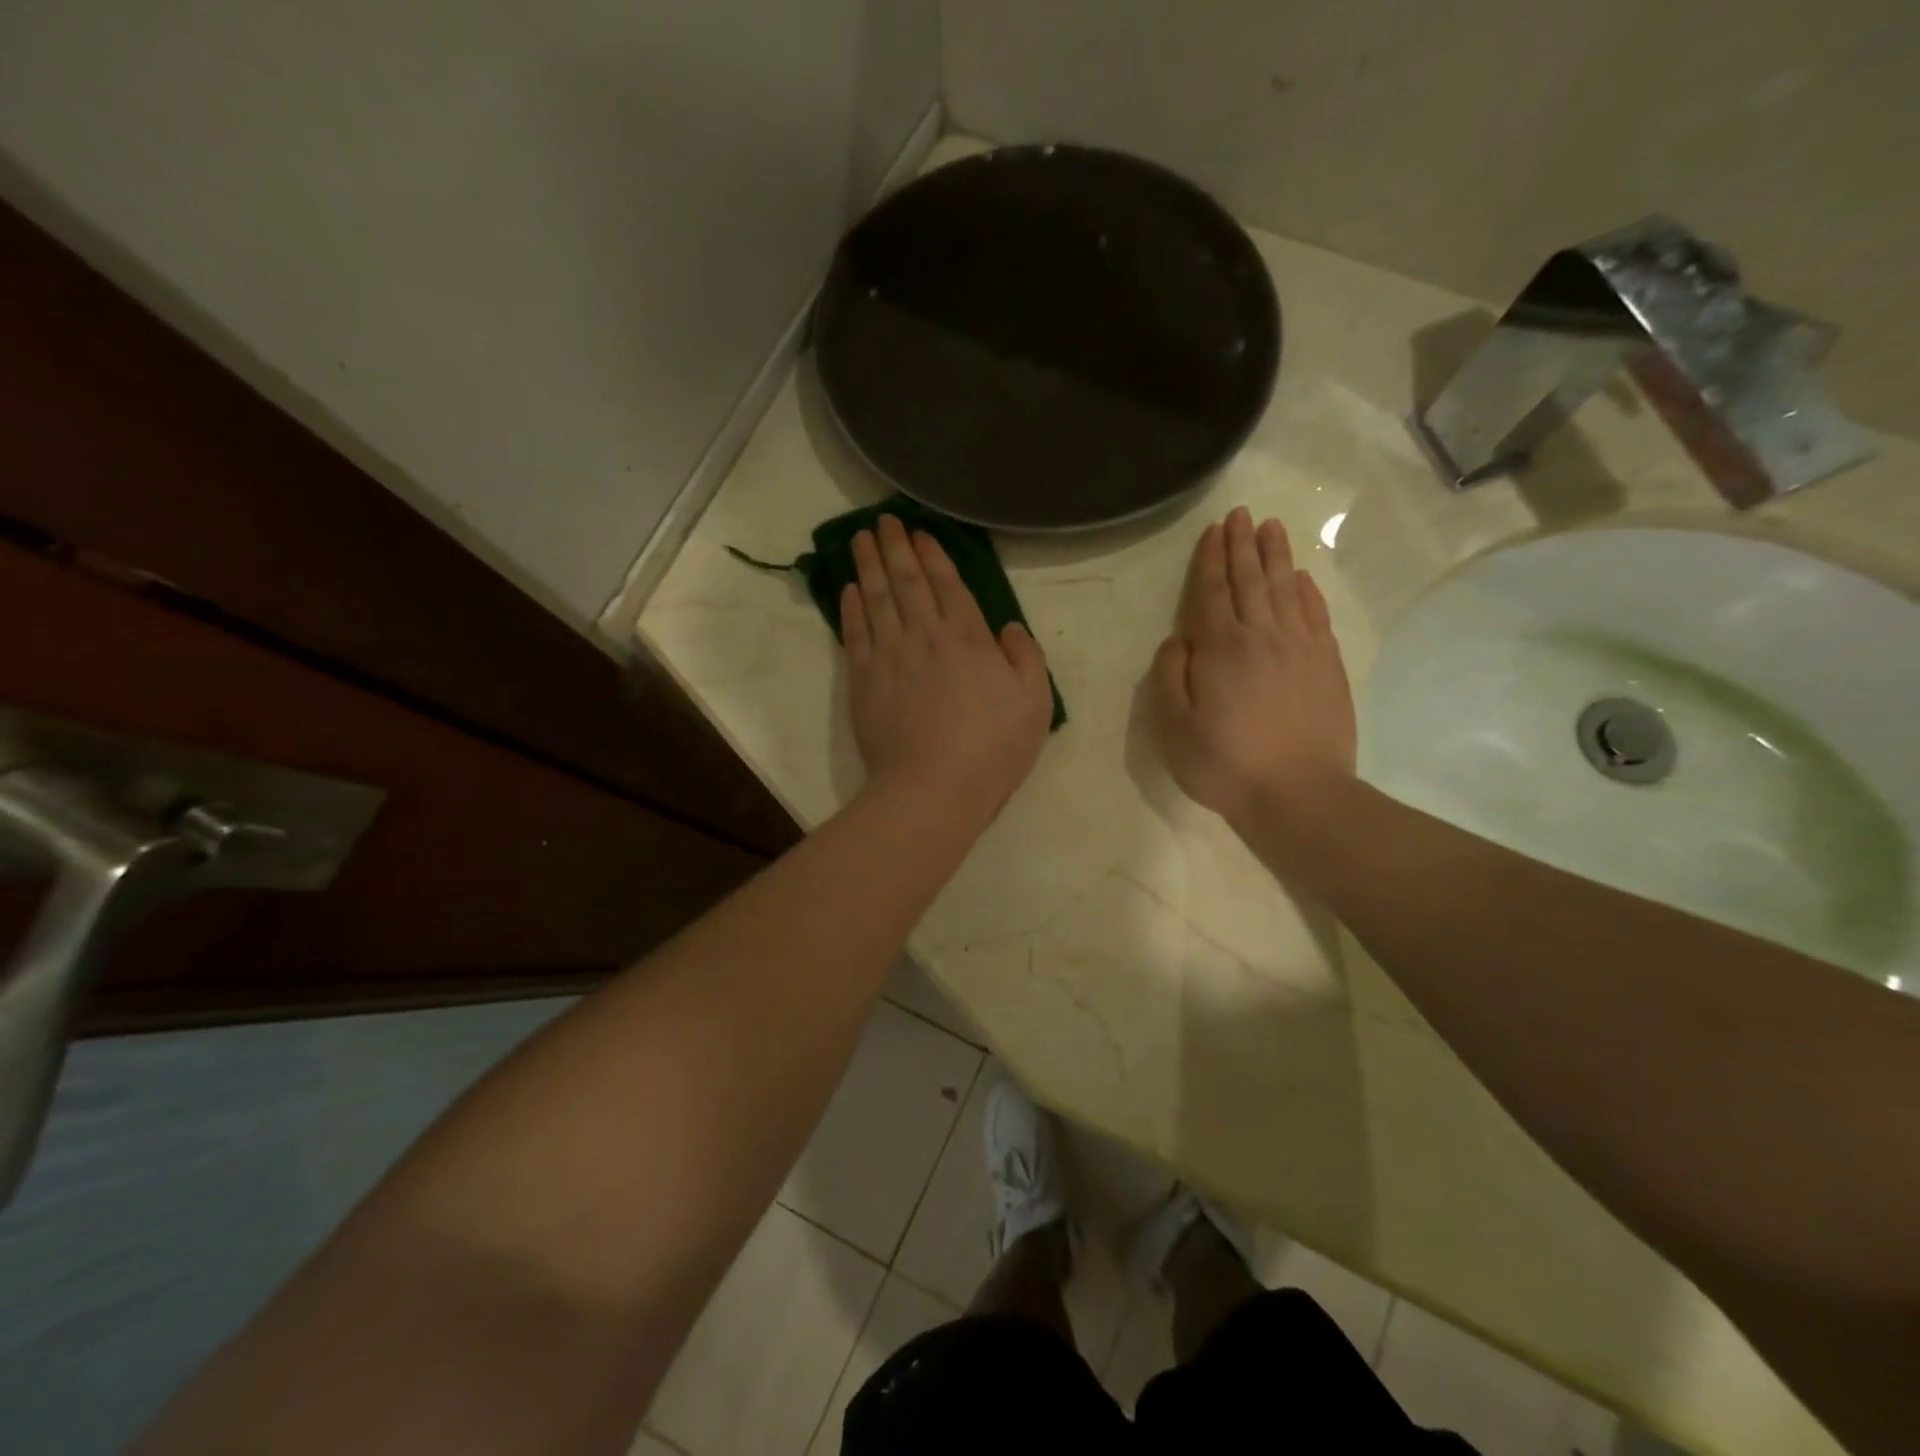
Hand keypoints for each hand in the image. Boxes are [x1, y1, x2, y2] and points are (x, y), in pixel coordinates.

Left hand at [842, 515, 1052, 828]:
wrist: (933, 788)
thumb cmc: (992, 749)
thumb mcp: (1034, 704)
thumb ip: (1025, 658)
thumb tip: (1008, 628)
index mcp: (969, 638)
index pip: (948, 585)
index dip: (933, 555)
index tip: (920, 532)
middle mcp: (926, 636)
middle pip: (907, 582)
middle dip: (896, 547)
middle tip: (884, 520)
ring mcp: (890, 656)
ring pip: (876, 599)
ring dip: (868, 565)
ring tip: (860, 539)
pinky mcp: (863, 681)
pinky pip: (855, 634)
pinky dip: (851, 608)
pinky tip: (848, 590)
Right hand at [1149, 506, 1356, 833]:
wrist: (1299, 794)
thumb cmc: (1226, 764)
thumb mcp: (1174, 728)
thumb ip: (1169, 677)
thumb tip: (1177, 639)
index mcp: (1220, 648)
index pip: (1210, 592)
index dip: (1209, 559)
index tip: (1213, 530)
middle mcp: (1261, 635)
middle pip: (1250, 580)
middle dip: (1243, 545)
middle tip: (1242, 514)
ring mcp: (1300, 647)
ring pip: (1286, 589)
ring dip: (1276, 556)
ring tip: (1272, 527)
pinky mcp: (1327, 664)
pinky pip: (1316, 615)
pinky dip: (1308, 591)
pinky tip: (1302, 578)